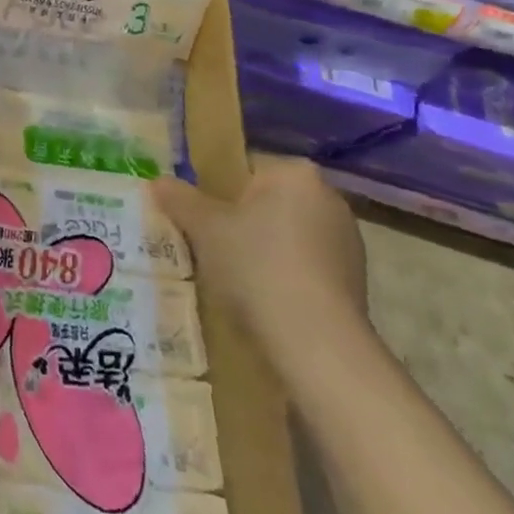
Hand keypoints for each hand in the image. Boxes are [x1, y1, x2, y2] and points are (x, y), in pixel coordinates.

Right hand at [152, 157, 368, 357]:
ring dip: (260, 251)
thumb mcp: (203, 227)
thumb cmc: (257, 266)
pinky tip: (261, 301)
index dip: (215, 191)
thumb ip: (179, 198)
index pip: (244, 168)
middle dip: (239, 222)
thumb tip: (158, 181)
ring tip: (230, 279)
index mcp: (295, 173)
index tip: (198, 218)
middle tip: (207, 245)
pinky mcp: (355, 283)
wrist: (318, 345)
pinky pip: (303, 267)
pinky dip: (282, 278)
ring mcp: (347, 243)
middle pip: (266, 202)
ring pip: (284, 236)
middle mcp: (329, 199)